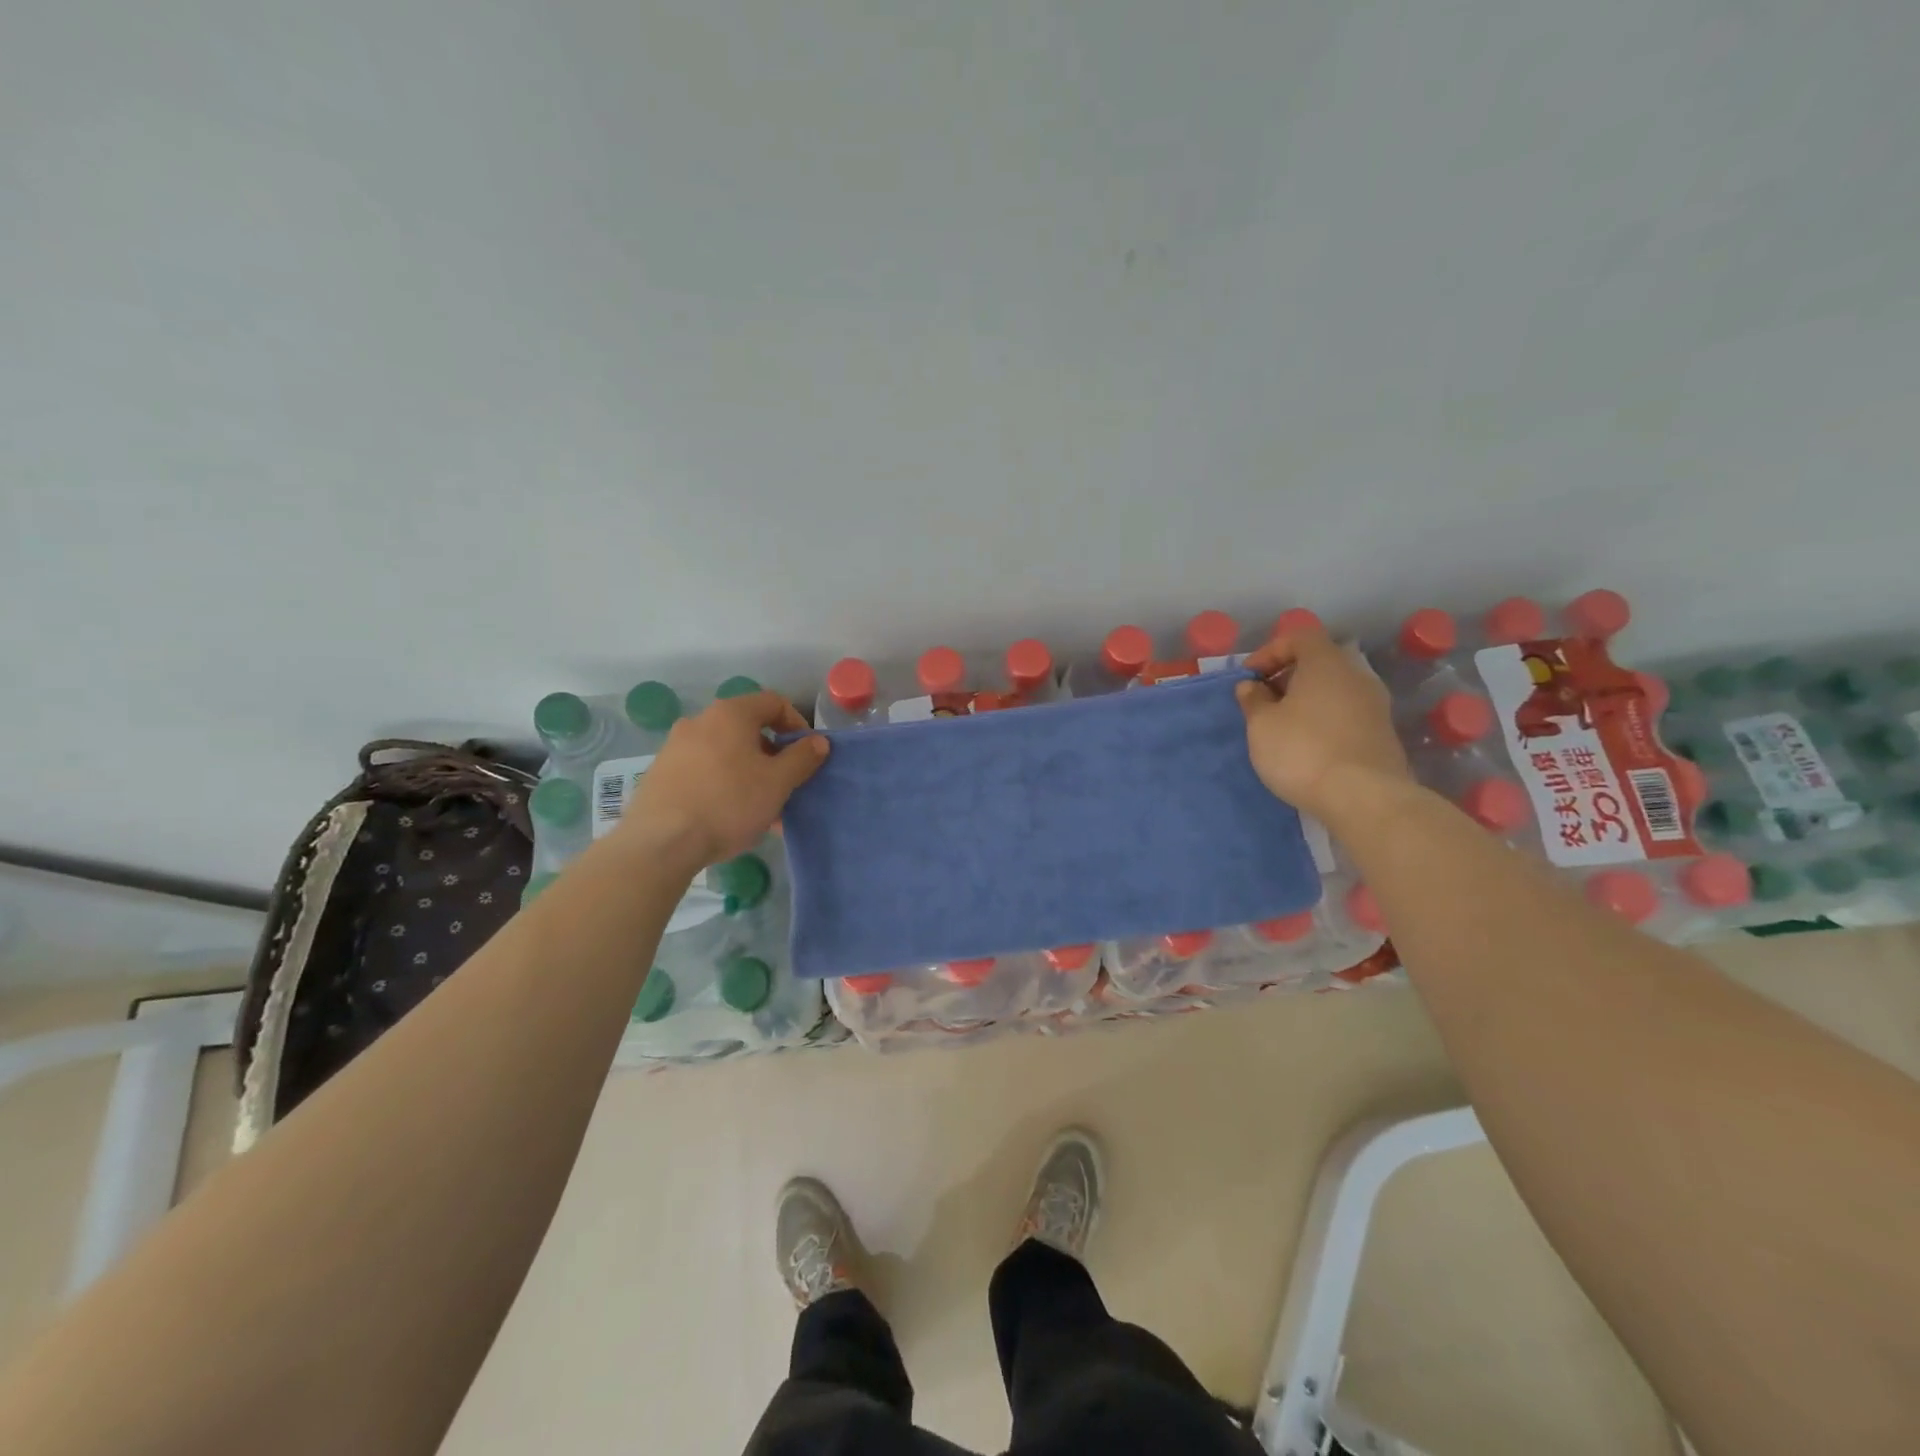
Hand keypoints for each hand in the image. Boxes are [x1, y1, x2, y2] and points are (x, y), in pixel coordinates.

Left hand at [624, 690, 828, 868]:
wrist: (661, 842)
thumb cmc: (728, 803)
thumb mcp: (778, 783)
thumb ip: (802, 758)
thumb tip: (818, 741)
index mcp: (730, 714)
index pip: (774, 702)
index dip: (797, 724)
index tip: (806, 754)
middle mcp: (699, 721)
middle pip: (748, 729)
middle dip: (773, 755)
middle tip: (785, 785)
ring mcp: (675, 747)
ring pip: (726, 753)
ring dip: (750, 774)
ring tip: (762, 809)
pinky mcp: (661, 774)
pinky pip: (704, 771)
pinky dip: (724, 784)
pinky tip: (731, 817)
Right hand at [1237, 624, 1412, 821]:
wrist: (1365, 797)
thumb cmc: (1303, 751)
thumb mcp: (1262, 725)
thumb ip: (1253, 700)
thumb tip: (1251, 686)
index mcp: (1326, 663)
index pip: (1299, 636)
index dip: (1270, 651)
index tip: (1249, 678)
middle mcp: (1356, 675)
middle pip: (1318, 662)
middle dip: (1287, 677)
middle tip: (1262, 702)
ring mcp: (1375, 705)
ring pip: (1333, 689)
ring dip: (1306, 700)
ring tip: (1282, 726)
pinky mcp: (1382, 733)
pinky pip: (1346, 713)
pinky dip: (1323, 719)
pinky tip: (1308, 746)